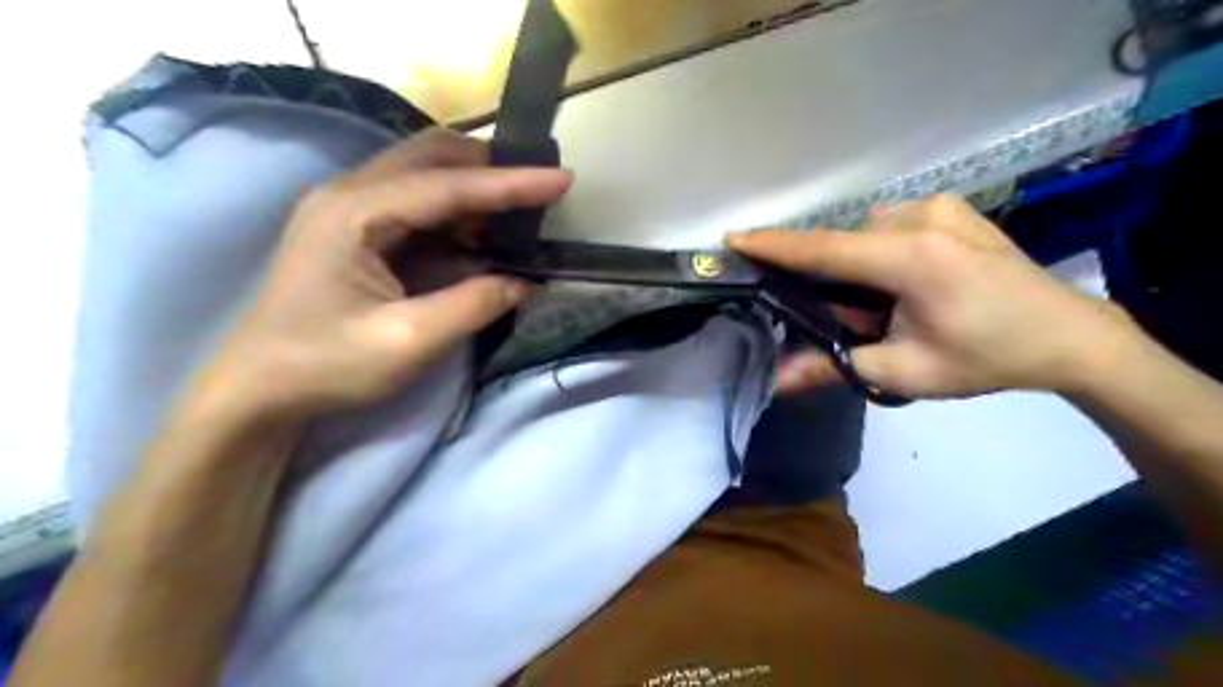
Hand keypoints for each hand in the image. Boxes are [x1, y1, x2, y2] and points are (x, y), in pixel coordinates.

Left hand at [190, 125, 573, 417]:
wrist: (257, 389)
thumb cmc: (325, 365)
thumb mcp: (409, 342)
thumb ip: (474, 305)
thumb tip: (526, 283)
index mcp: (355, 213)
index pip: (448, 186)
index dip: (511, 183)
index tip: (562, 179)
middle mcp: (348, 194)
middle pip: (430, 156)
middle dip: (490, 166)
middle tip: (540, 186)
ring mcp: (346, 207)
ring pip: (422, 172)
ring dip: (473, 187)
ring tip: (518, 212)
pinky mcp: (352, 228)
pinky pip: (414, 201)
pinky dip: (454, 210)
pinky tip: (478, 234)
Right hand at [731, 194, 1131, 396]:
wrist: (1068, 336)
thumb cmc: (985, 358)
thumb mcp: (906, 372)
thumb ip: (835, 368)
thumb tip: (777, 379)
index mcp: (913, 258)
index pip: (825, 249)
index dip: (775, 245)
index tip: (734, 238)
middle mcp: (921, 218)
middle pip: (845, 244)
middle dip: (832, 280)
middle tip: (854, 320)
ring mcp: (939, 207)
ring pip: (866, 233)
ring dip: (858, 267)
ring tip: (886, 305)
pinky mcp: (951, 207)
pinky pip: (890, 224)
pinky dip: (880, 252)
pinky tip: (905, 281)